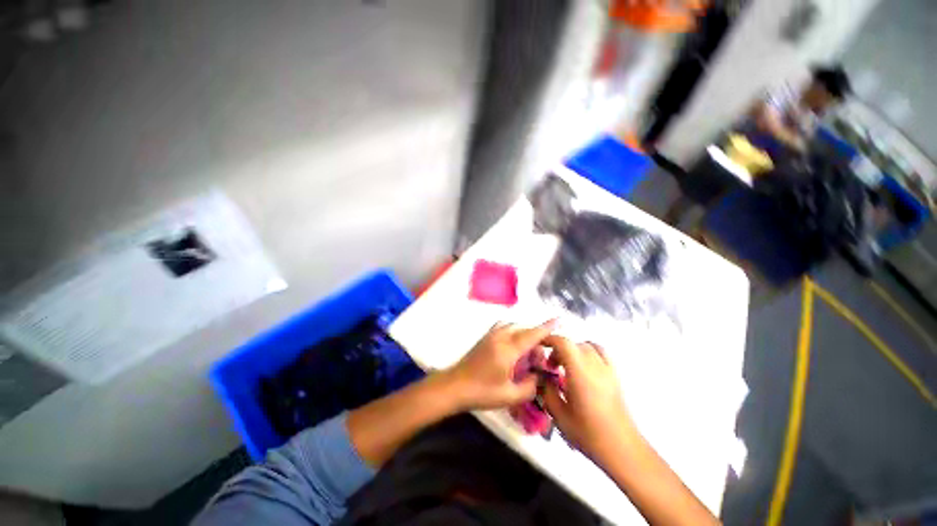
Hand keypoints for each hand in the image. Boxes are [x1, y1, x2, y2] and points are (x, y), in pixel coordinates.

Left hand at [445, 320, 556, 410]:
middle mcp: (500, 336)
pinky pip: (504, 327)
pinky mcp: (485, 337)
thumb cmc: (482, 392)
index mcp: (508, 349)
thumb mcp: (510, 396)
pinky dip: (513, 331)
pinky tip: (514, 346)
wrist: (455, 385)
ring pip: (514, 326)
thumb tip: (539, 377)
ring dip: (524, 334)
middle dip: (536, 340)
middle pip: (524, 330)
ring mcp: (491, 334)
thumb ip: (530, 386)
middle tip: (538, 361)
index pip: (532, 334)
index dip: (547, 327)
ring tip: (527, 353)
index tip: (559, 318)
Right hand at [540, 336, 637, 464]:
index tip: (538, 346)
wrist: (622, 449)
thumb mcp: (559, 415)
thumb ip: (547, 391)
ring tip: (566, 366)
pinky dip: (588, 352)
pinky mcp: (615, 376)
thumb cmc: (589, 434)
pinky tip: (584, 367)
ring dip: (573, 350)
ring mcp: (607, 369)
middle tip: (550, 366)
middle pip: (573, 343)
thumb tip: (541, 377)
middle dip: (558, 349)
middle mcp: (594, 365)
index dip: (549, 339)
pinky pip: (601, 353)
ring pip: (586, 346)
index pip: (563, 343)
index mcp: (579, 372)